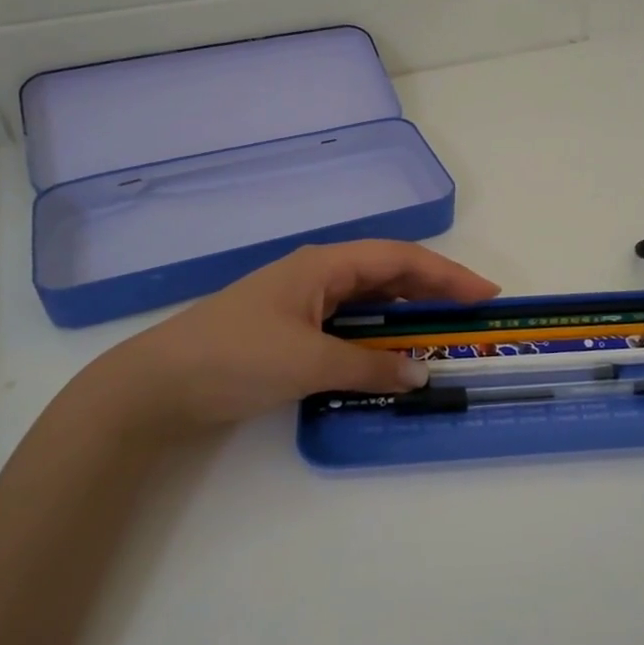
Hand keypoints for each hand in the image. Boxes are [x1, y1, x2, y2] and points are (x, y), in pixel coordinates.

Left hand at [57, 241, 499, 440]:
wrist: (158, 385)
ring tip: (441, 335)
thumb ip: (370, 366)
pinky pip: (349, 324)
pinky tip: (390, 355)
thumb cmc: (235, 357)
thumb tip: (422, 373)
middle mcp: (318, 274)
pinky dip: (377, 337)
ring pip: (369, 300)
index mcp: (324, 265)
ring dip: (406, 315)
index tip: (485, 294)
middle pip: (388, 274)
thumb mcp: (309, 362)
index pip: (400, 260)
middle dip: (433, 291)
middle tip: (471, 316)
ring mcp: (302, 301)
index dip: (447, 274)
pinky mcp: (290, 329)